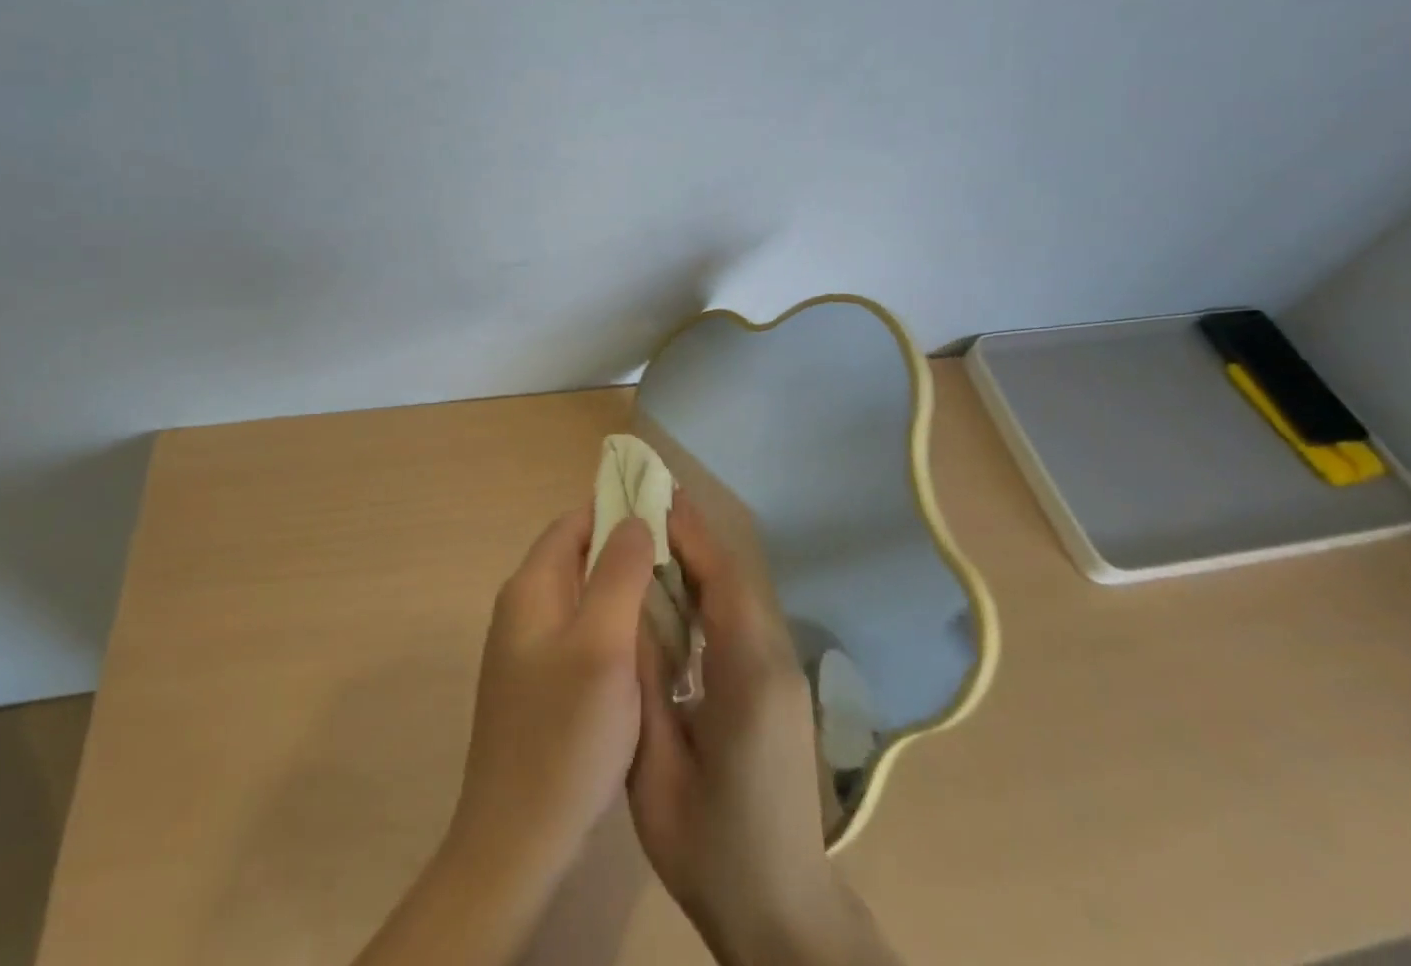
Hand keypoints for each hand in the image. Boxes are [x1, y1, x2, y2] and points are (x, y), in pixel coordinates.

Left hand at [449, 504, 657, 889]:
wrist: (516, 843)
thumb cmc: (565, 736)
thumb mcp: (603, 645)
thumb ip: (619, 573)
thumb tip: (635, 518)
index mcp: (531, 588)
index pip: (575, 522)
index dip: (618, 510)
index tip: (666, 515)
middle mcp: (522, 609)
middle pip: (577, 555)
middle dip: (625, 549)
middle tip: (679, 560)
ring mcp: (527, 650)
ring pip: (582, 596)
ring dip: (622, 588)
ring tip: (673, 596)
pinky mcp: (539, 685)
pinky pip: (580, 632)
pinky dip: (612, 625)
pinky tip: (645, 647)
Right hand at [629, 493, 898, 965]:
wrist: (782, 913)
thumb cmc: (713, 850)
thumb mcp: (657, 770)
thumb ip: (644, 684)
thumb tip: (627, 611)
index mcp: (748, 678)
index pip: (722, 581)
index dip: (690, 534)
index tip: (654, 497)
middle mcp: (774, 662)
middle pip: (734, 579)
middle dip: (692, 538)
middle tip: (643, 505)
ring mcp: (783, 674)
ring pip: (741, 596)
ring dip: (701, 562)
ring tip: (652, 537)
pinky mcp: (778, 687)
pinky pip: (743, 621)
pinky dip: (710, 593)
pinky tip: (676, 595)